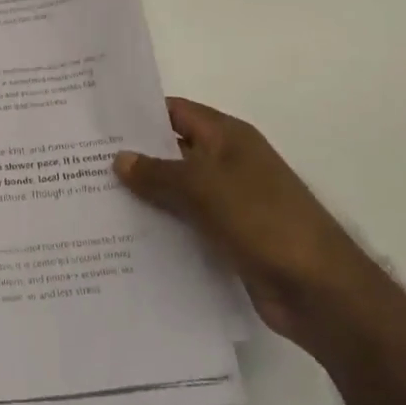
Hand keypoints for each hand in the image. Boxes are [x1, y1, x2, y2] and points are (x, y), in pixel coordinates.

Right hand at [114, 97, 371, 345]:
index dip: (139, 113)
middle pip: (173, 151)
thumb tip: (119, 157)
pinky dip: (163, 228)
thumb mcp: (204, 188)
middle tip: (83, 162)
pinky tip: (127, 237)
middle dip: (135, 157)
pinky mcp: (230, 240)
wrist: (321, 292)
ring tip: (95, 199)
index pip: (175, 112)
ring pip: (178, 192)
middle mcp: (228, 164)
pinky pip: (187, 226)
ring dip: (146, 197)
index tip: (98, 120)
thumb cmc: (263, 220)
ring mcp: (230, 204)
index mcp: (227, 137)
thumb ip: (158, 172)